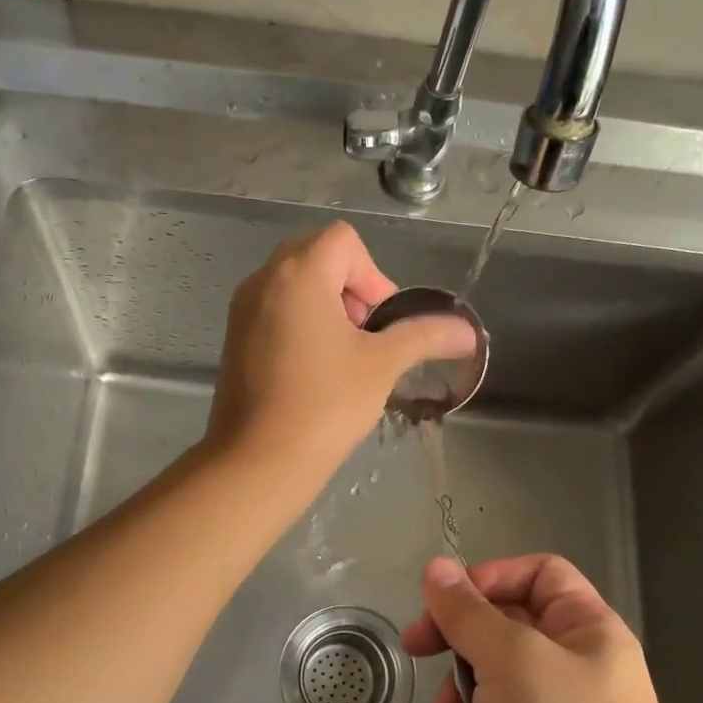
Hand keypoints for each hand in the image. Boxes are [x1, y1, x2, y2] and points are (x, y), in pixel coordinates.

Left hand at [205, 222, 476, 487]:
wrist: (259, 461)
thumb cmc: (325, 403)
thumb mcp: (382, 365)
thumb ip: (425, 336)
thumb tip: (469, 331)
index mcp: (298, 274)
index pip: (343, 241)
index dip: (373, 275)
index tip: (380, 323)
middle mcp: (263, 280)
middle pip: (317, 257)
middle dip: (351, 289)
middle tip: (365, 337)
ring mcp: (242, 310)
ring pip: (294, 285)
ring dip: (327, 307)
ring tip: (342, 357)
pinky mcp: (233, 339)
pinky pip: (274, 310)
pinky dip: (300, 324)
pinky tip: (313, 372)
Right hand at [403, 554, 702, 702]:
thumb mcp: (514, 662)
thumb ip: (468, 612)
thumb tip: (437, 567)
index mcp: (588, 634)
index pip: (539, 574)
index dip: (490, 577)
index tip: (445, 598)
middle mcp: (572, 673)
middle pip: (499, 631)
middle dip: (457, 648)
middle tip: (416, 648)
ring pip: (479, 688)